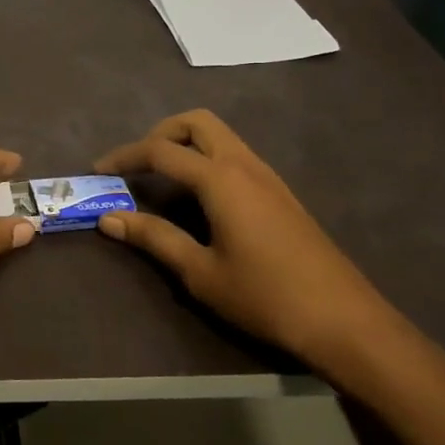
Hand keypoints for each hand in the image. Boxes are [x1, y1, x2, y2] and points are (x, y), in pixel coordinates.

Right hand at [95, 110, 395, 370]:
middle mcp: (244, 165)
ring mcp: (268, 176)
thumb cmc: (266, 297)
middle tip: (136, 165)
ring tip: (161, 179)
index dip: (124, 156)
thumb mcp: (200, 272)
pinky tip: (199, 198)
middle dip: (159, 134)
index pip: (161, 150)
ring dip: (185, 144)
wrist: (345, 322)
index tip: (99, 171)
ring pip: (219, 135)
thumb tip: (108, 219)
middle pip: (196, 123)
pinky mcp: (280, 193)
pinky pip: (234, 155)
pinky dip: (206, 159)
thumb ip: (153, 238)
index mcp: (221, 179)